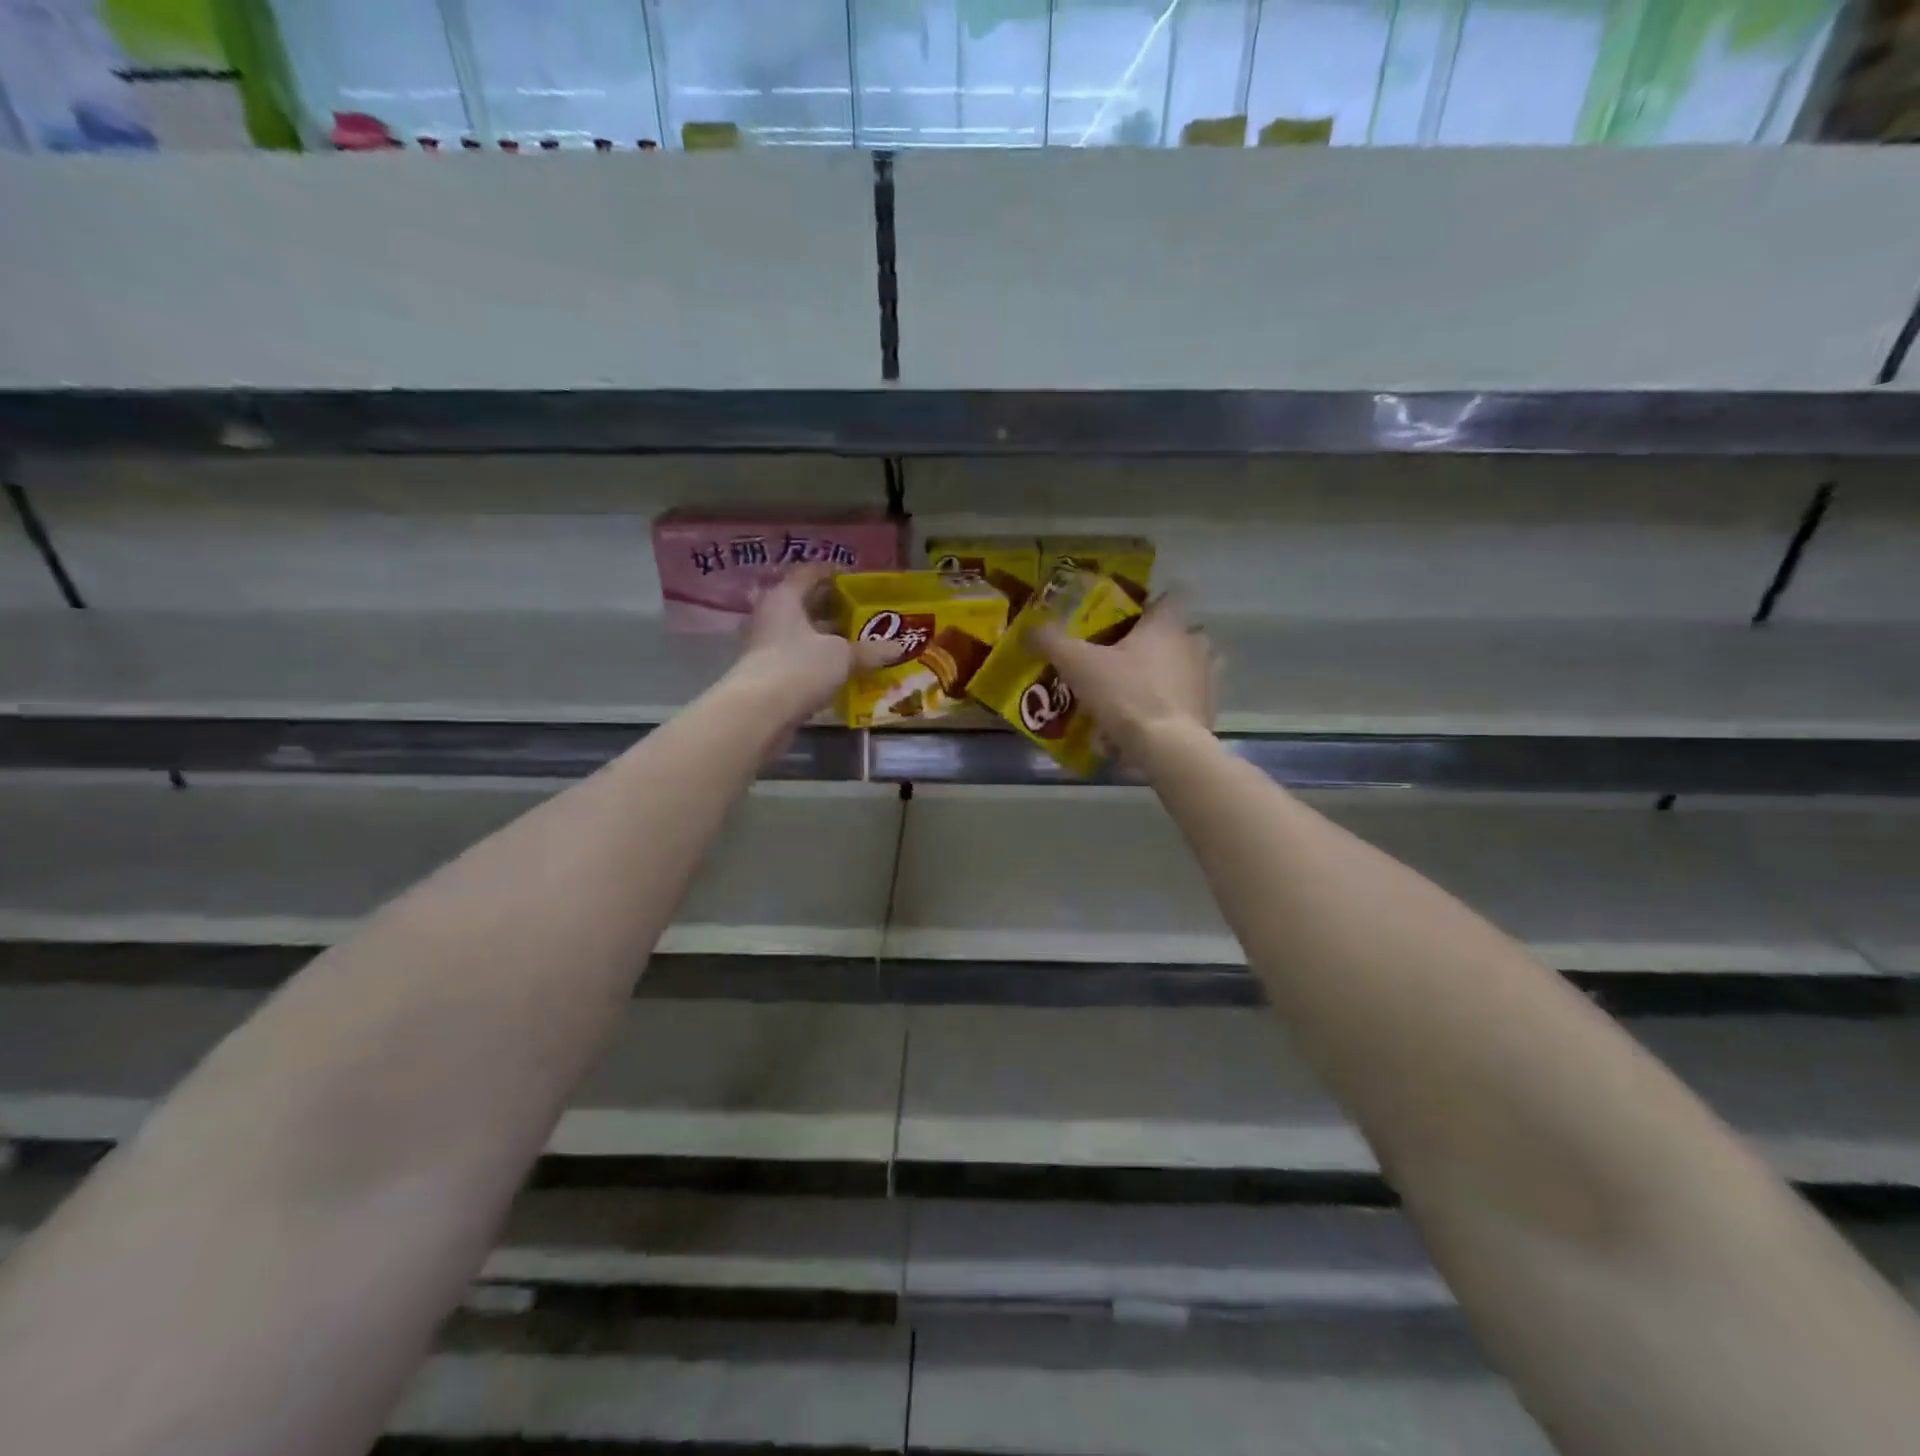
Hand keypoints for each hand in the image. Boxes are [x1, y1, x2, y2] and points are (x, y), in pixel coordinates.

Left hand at [731, 564, 892, 722]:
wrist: (759, 713)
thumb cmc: (799, 667)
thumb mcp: (842, 655)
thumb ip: (870, 650)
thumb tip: (899, 647)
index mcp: (785, 597)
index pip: (810, 573)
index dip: (834, 573)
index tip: (857, 580)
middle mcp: (771, 615)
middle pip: (806, 604)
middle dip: (834, 608)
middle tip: (865, 612)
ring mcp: (767, 646)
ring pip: (803, 633)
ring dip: (827, 637)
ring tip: (860, 641)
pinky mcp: (769, 673)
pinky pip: (799, 658)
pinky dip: (819, 660)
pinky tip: (842, 669)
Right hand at [1032, 592, 1216, 760]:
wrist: (1166, 747)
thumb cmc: (1124, 693)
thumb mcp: (1078, 664)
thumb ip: (1053, 641)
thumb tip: (1031, 627)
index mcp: (1167, 624)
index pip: (1169, 596)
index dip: (1148, 604)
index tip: (1127, 619)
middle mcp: (1194, 643)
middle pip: (1177, 633)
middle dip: (1155, 643)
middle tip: (1123, 659)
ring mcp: (1208, 677)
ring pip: (1186, 667)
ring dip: (1167, 674)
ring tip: (1135, 693)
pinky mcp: (1209, 709)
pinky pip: (1187, 699)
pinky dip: (1170, 706)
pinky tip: (1144, 724)